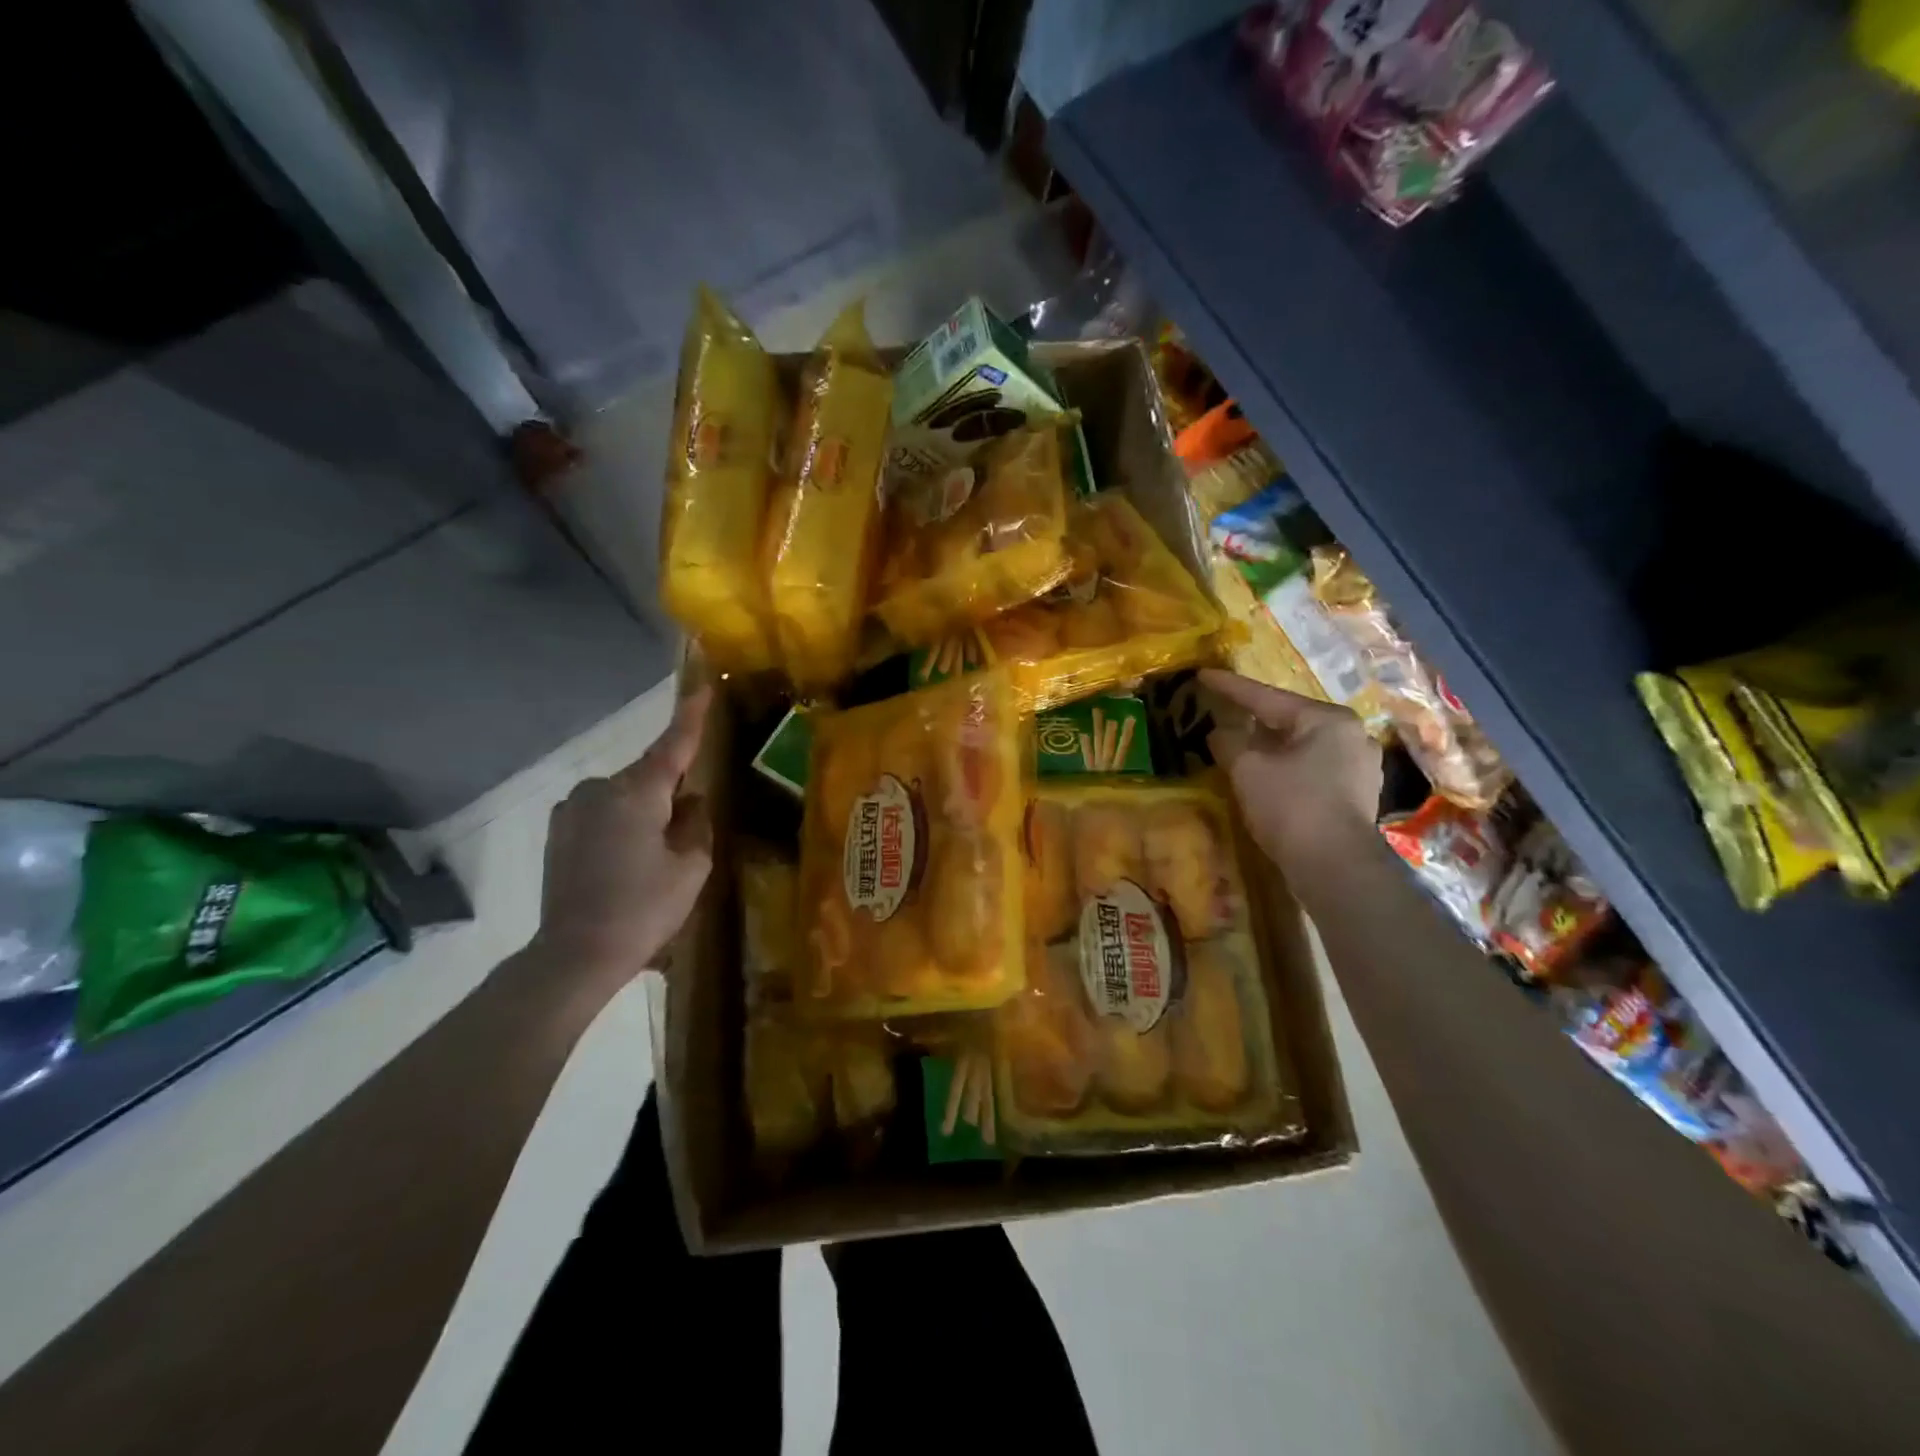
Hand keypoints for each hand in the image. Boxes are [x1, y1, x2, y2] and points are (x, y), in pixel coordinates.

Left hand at [537, 687, 713, 982]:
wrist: (575, 954)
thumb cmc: (644, 908)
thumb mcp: (691, 866)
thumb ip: (696, 822)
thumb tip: (689, 801)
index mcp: (637, 792)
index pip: (673, 745)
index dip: (691, 716)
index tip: (704, 686)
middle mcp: (599, 789)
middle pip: (649, 776)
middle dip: (671, 792)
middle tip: (685, 835)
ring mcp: (572, 809)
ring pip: (625, 796)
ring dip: (645, 811)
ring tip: (653, 858)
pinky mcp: (558, 831)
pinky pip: (603, 813)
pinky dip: (621, 825)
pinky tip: (626, 863)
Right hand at [1200, 669, 1380, 871]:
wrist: (1336, 867)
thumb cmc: (1291, 806)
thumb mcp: (1247, 769)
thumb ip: (1229, 742)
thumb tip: (1219, 732)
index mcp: (1327, 719)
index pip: (1267, 698)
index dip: (1230, 687)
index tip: (1203, 674)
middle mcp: (1351, 735)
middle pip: (1289, 720)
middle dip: (1254, 718)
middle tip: (1223, 709)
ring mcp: (1360, 766)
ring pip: (1302, 745)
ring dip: (1271, 745)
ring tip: (1243, 743)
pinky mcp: (1357, 794)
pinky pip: (1313, 767)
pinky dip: (1287, 766)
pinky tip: (1269, 773)